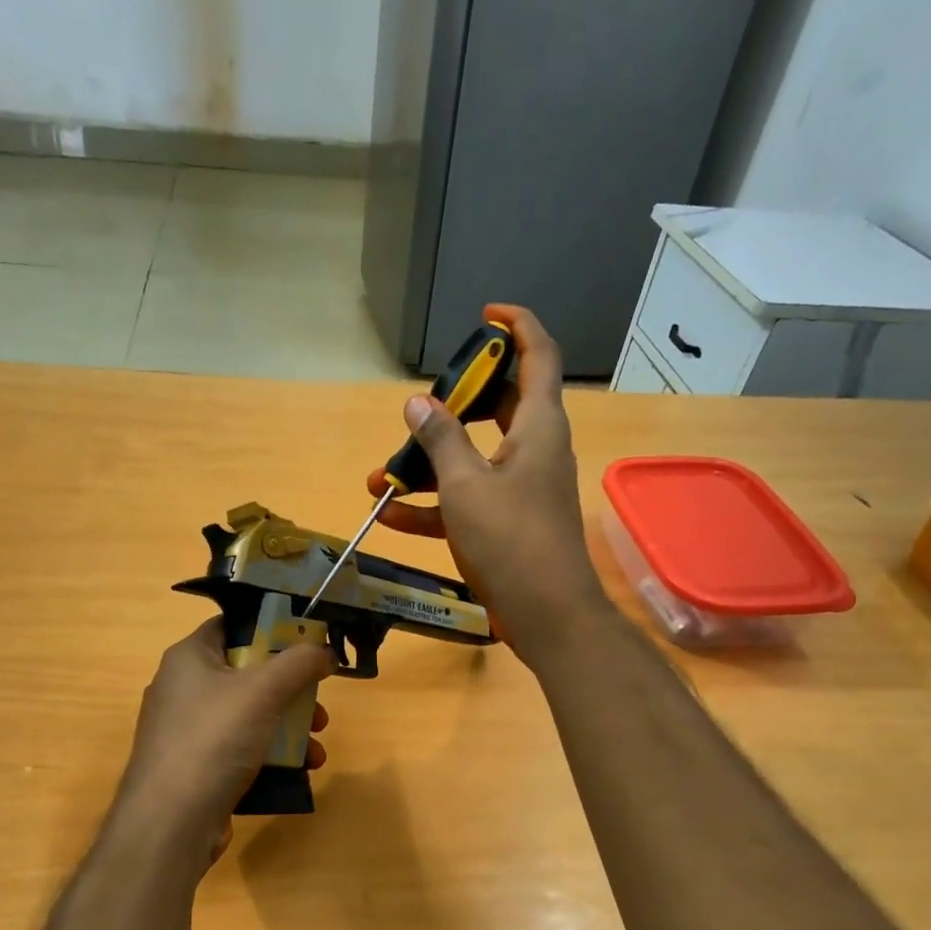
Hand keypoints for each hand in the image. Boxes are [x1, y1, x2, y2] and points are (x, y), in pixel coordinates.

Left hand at [106, 618, 332, 876]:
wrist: (170, 822)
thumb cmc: (214, 739)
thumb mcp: (264, 690)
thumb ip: (300, 662)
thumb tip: (324, 650)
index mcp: (189, 657)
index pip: (233, 626)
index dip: (271, 628)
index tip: (307, 642)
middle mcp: (183, 688)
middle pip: (248, 674)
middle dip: (291, 690)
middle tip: (319, 705)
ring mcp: (188, 730)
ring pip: (250, 715)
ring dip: (289, 727)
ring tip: (317, 747)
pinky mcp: (196, 766)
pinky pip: (241, 749)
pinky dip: (271, 755)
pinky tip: (300, 771)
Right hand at [368, 303, 610, 668]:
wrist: (546, 614)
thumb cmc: (510, 539)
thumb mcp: (465, 485)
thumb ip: (440, 439)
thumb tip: (417, 403)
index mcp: (538, 426)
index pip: (538, 355)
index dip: (516, 326)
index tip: (486, 316)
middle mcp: (535, 449)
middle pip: (500, 405)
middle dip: (456, 403)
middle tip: (421, 405)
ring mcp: (521, 487)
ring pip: (475, 457)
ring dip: (431, 463)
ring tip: (384, 474)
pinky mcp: (507, 522)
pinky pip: (468, 500)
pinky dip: (435, 505)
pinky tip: (392, 515)